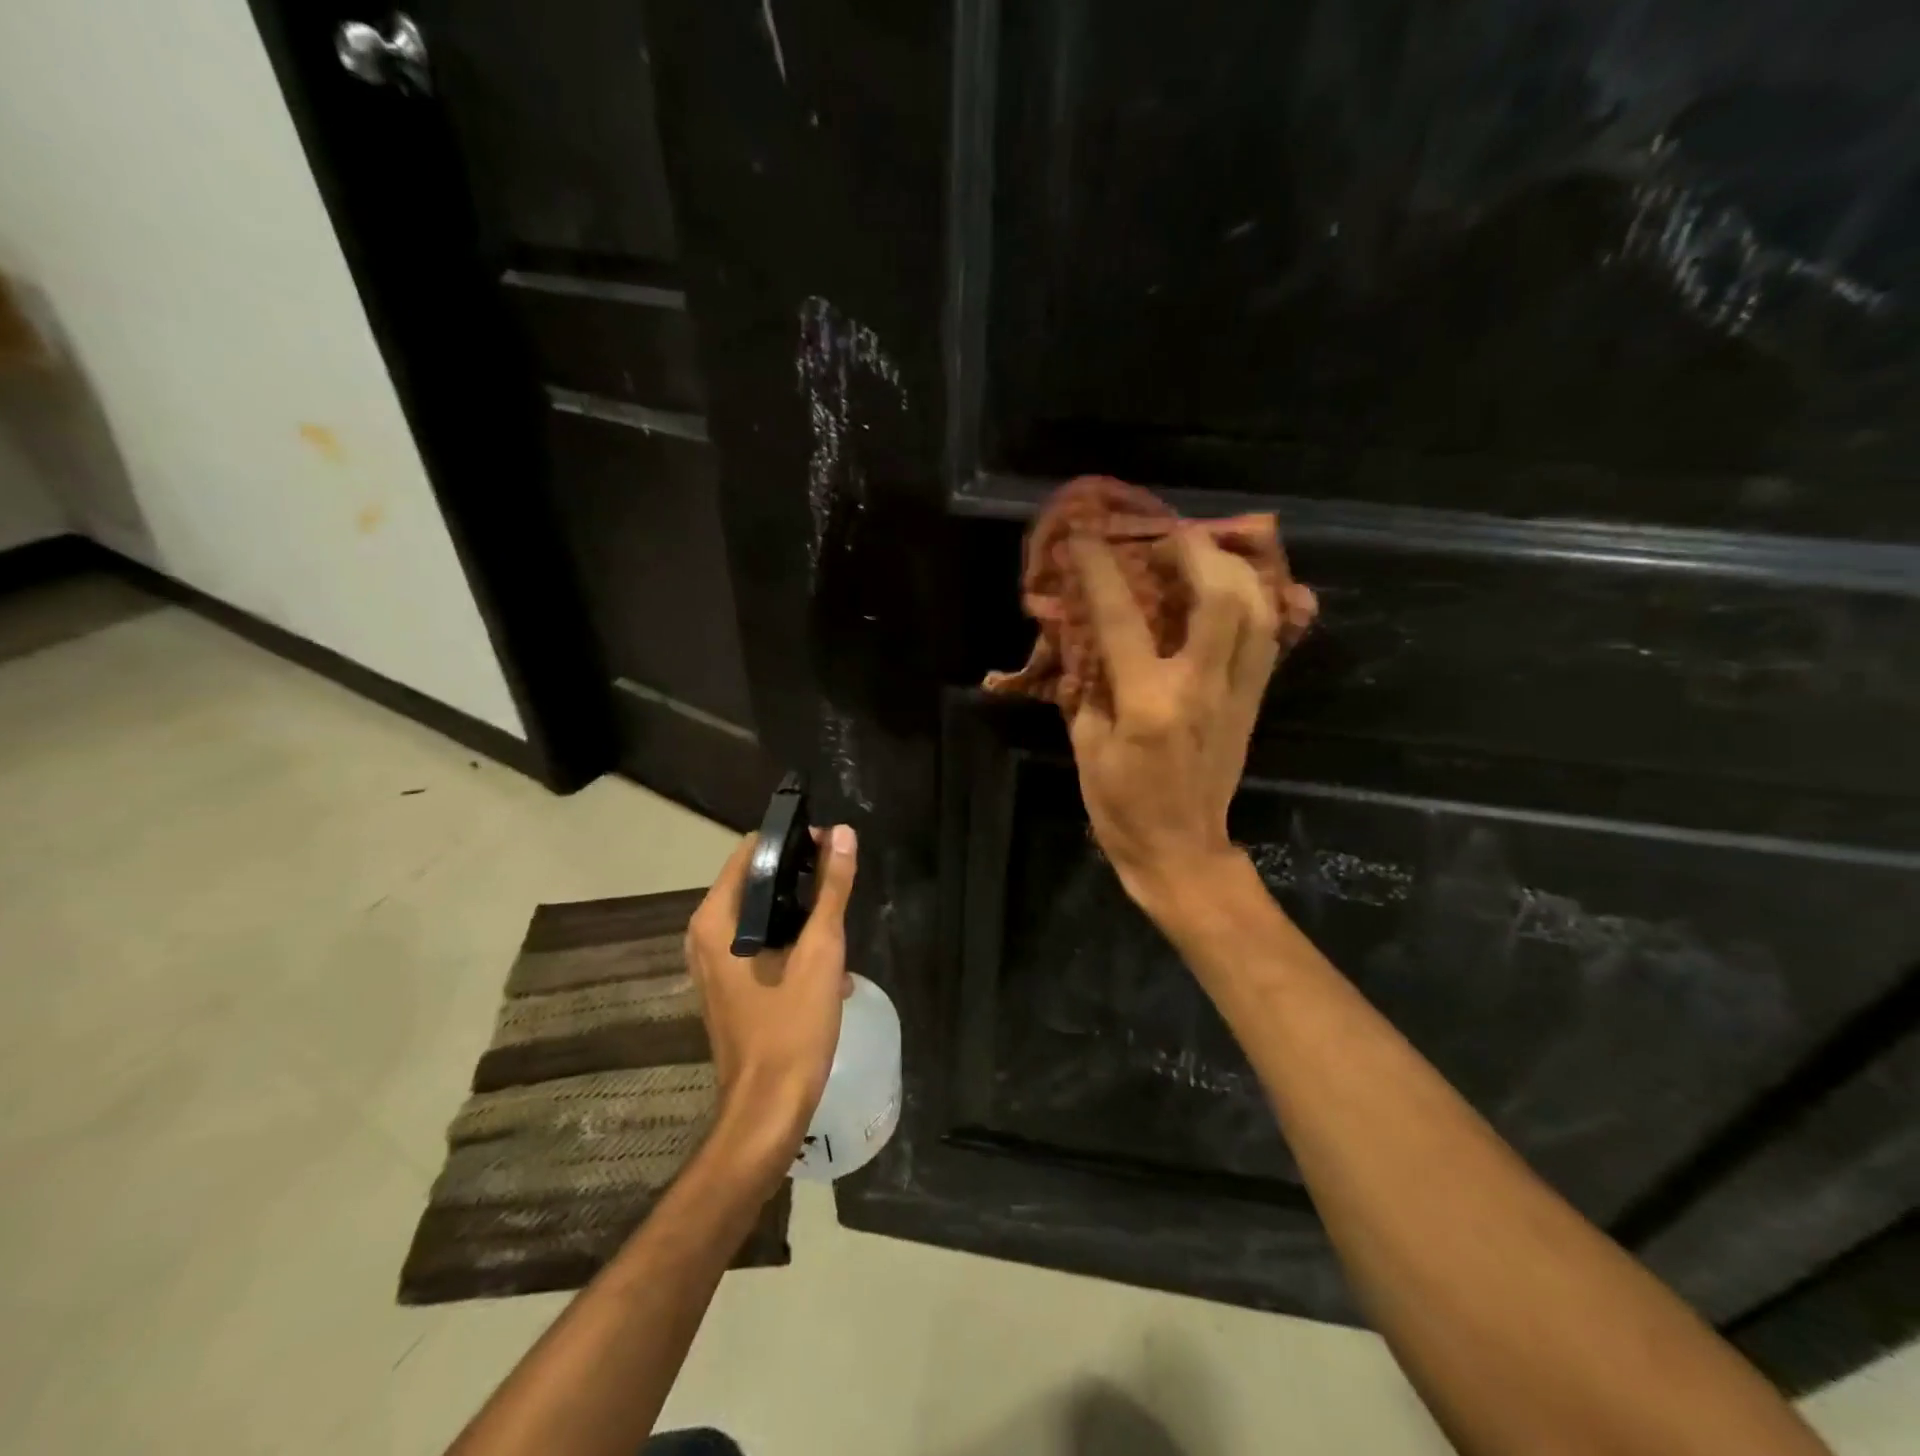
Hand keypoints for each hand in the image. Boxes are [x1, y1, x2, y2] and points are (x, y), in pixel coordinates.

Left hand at [684, 824, 857, 1183]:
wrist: (769, 1108)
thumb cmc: (792, 1026)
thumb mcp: (821, 951)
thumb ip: (832, 888)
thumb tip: (842, 834)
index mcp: (717, 919)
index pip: (752, 851)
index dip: (793, 843)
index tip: (831, 850)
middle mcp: (706, 935)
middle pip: (759, 883)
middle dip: (803, 884)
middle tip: (841, 891)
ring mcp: (715, 964)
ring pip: (765, 917)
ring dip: (804, 919)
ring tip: (840, 934)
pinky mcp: (730, 986)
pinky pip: (763, 946)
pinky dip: (794, 947)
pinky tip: (830, 971)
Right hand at [1068, 528, 1297, 915]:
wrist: (1182, 852)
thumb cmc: (1123, 808)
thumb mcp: (1087, 750)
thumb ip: (1086, 688)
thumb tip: (1082, 641)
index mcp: (1149, 702)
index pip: (1123, 618)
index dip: (1100, 570)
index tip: (1086, 538)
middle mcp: (1202, 687)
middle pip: (1221, 596)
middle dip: (1196, 550)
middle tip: (1169, 535)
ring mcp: (1238, 693)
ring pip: (1260, 610)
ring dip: (1236, 568)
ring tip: (1206, 552)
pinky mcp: (1254, 702)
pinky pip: (1268, 638)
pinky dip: (1257, 602)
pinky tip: (1235, 589)